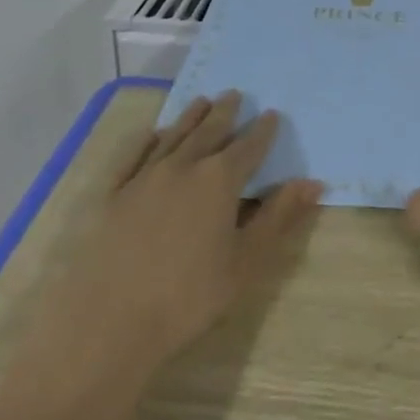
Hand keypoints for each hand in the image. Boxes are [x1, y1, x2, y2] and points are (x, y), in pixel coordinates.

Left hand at [62, 91, 322, 374]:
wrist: (106, 325)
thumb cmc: (186, 298)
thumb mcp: (244, 263)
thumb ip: (278, 218)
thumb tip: (313, 182)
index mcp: (219, 179)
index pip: (248, 146)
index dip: (263, 130)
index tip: (272, 114)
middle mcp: (184, 165)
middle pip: (210, 130)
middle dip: (226, 112)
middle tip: (235, 94)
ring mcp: (144, 176)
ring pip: (174, 135)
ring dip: (191, 116)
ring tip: (203, 101)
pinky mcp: (113, 194)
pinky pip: (133, 156)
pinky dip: (147, 140)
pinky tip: (153, 133)